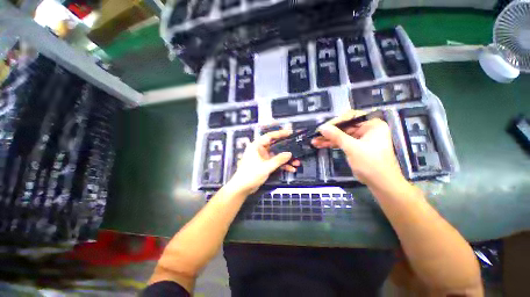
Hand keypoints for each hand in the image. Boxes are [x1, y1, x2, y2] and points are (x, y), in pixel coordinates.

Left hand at [229, 130, 299, 194]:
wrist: (242, 188)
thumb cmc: (251, 174)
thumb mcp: (266, 167)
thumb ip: (279, 160)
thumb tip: (289, 154)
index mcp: (257, 146)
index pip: (269, 136)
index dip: (280, 133)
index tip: (290, 133)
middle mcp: (260, 150)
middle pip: (275, 146)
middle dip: (286, 148)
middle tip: (296, 147)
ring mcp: (263, 158)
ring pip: (277, 155)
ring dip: (286, 159)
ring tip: (297, 162)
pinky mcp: (265, 165)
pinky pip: (275, 162)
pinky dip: (282, 165)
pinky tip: (291, 169)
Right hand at [311, 110, 402, 185]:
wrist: (381, 184)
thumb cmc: (371, 163)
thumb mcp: (352, 148)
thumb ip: (336, 136)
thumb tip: (322, 127)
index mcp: (372, 125)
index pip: (351, 117)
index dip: (336, 121)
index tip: (323, 127)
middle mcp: (367, 129)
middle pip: (344, 127)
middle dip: (329, 132)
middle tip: (316, 135)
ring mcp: (361, 139)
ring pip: (341, 136)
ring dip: (328, 139)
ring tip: (314, 141)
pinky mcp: (356, 147)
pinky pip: (342, 143)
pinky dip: (332, 144)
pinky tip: (320, 145)